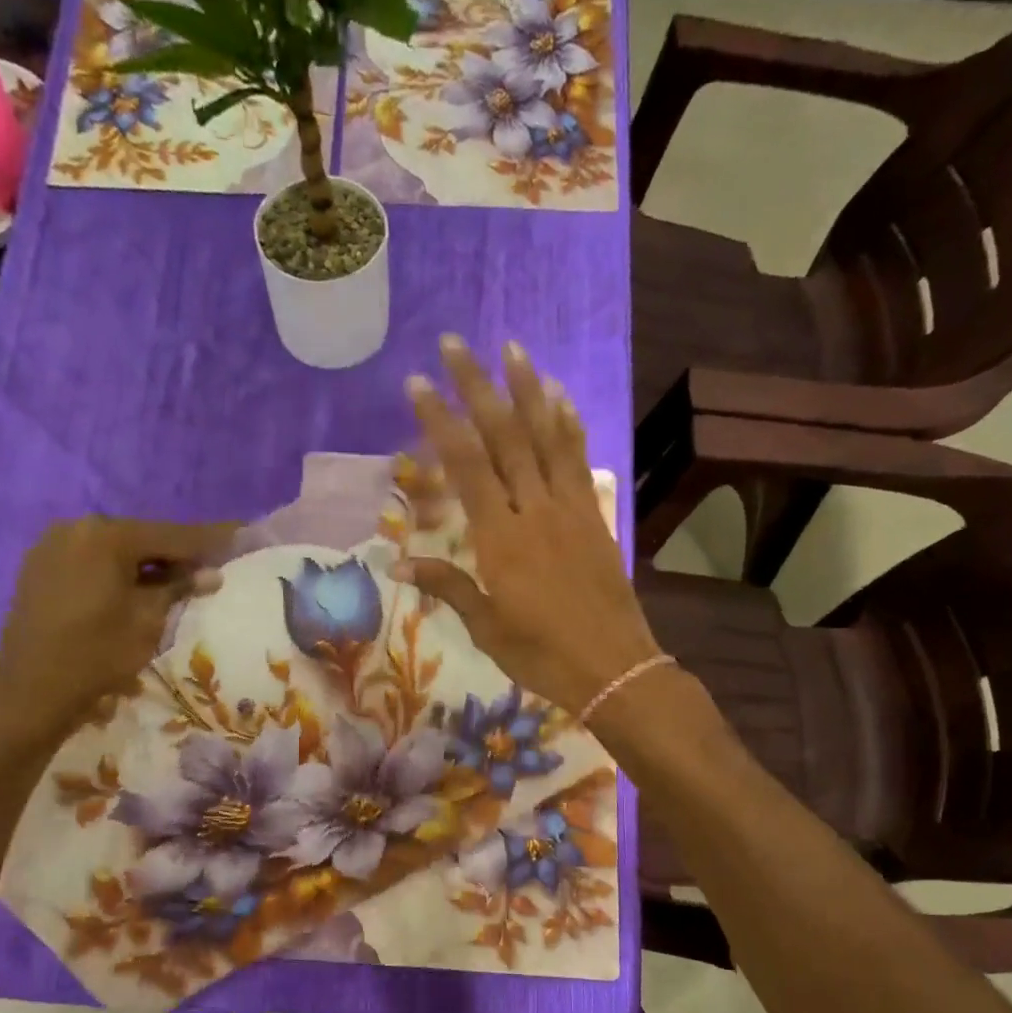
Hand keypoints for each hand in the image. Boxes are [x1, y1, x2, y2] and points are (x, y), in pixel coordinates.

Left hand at [0, 516, 226, 741]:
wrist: (31, 690)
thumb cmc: (98, 653)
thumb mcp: (148, 620)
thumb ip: (179, 588)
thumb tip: (211, 573)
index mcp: (106, 535)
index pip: (172, 535)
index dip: (209, 539)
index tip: (240, 532)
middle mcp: (76, 528)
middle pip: (141, 538)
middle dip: (176, 553)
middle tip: (209, 565)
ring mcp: (52, 546)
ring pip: (115, 550)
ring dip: (146, 564)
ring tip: (177, 581)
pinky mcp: (40, 568)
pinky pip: (91, 562)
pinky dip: (117, 572)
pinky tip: (136, 589)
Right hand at [394, 336, 661, 715]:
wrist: (613, 668)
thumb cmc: (541, 654)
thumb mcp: (487, 627)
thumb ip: (447, 586)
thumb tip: (398, 562)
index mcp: (501, 540)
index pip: (466, 467)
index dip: (441, 422)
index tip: (418, 384)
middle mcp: (535, 511)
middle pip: (504, 437)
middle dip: (477, 387)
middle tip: (454, 344)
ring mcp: (569, 509)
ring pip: (546, 438)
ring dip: (527, 390)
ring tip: (511, 349)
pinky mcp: (594, 517)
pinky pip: (578, 461)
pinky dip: (568, 426)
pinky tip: (559, 398)